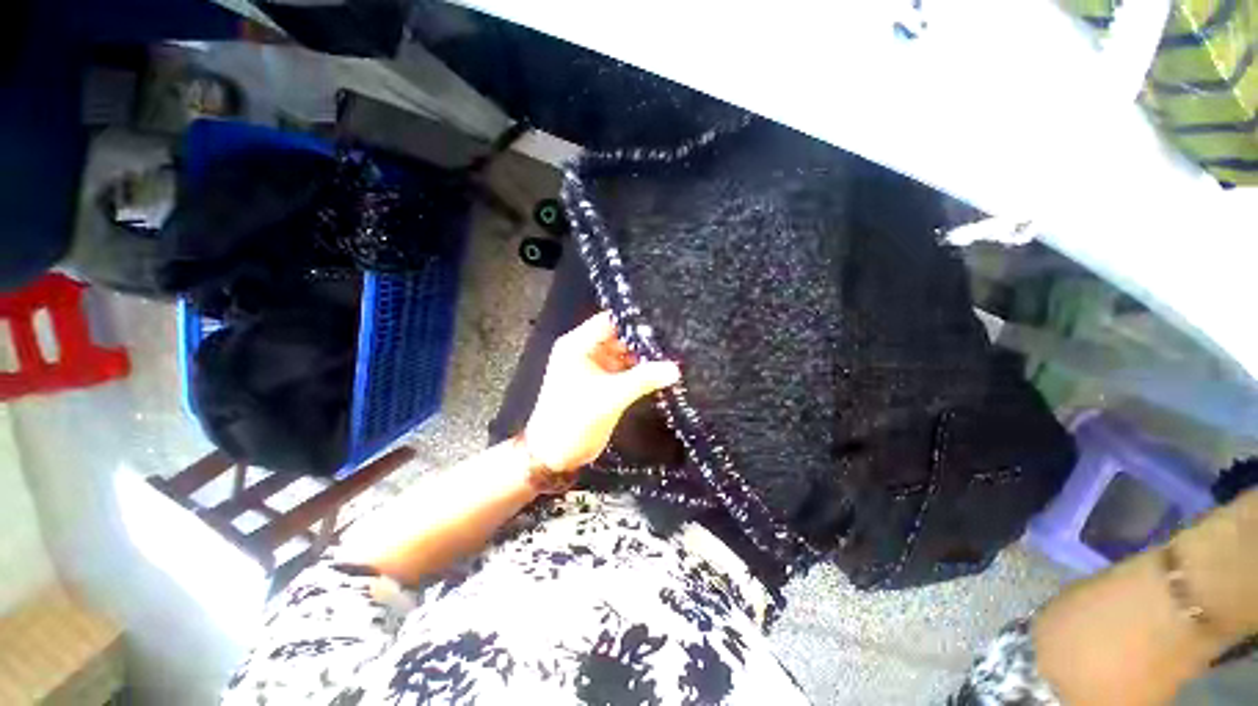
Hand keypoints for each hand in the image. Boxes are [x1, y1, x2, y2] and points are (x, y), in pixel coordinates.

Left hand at [523, 312, 680, 473]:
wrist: (556, 454)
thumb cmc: (574, 419)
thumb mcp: (610, 396)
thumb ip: (643, 379)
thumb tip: (675, 368)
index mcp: (577, 345)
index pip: (609, 321)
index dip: (634, 320)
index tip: (664, 321)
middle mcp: (585, 351)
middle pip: (619, 337)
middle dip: (644, 340)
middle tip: (675, 340)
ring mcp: (595, 368)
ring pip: (624, 355)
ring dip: (645, 357)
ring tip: (674, 354)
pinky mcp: (603, 384)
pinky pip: (625, 371)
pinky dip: (640, 372)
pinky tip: (662, 372)